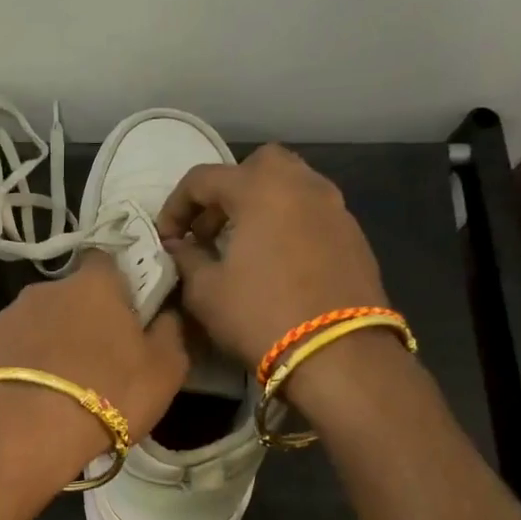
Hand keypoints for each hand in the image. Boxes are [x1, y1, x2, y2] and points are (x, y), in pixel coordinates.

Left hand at [0, 255, 188, 500]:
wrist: (22, 432)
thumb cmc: (108, 394)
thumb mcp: (165, 370)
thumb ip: (170, 333)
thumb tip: (165, 313)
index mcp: (94, 284)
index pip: (107, 262)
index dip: (118, 285)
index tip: (126, 314)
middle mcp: (47, 288)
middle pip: (71, 295)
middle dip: (82, 318)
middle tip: (96, 360)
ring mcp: (9, 315)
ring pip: (39, 322)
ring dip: (50, 343)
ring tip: (60, 386)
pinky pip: (13, 348)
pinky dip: (24, 364)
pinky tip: (32, 396)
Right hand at [157, 144, 389, 373]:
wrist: (338, 353)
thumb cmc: (260, 315)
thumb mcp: (206, 292)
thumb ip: (187, 259)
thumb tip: (179, 246)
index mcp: (260, 189)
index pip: (203, 179)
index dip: (175, 206)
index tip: (166, 239)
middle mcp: (302, 185)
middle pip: (257, 166)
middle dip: (227, 191)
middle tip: (210, 229)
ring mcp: (335, 208)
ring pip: (291, 186)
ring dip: (260, 206)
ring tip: (242, 246)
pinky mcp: (354, 235)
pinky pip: (312, 214)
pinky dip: (288, 224)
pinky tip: (276, 263)